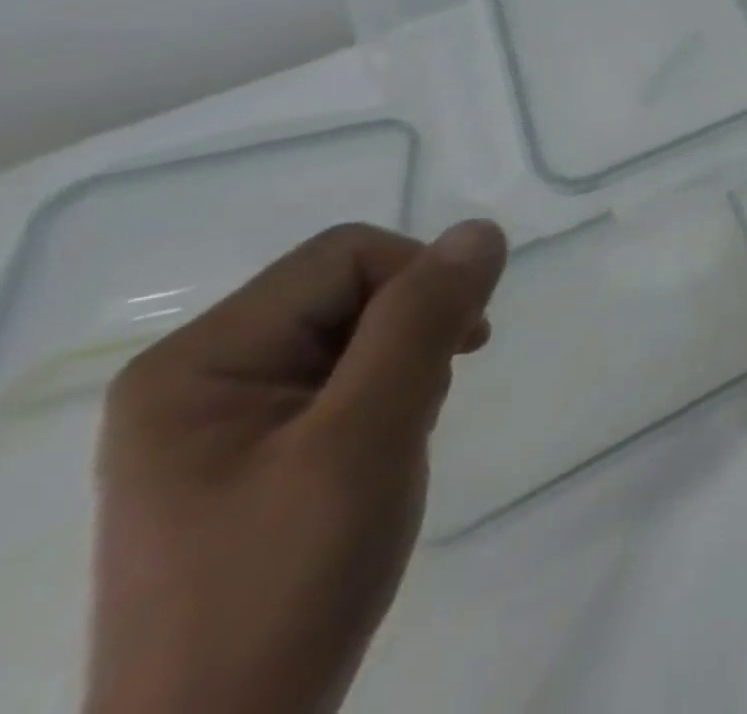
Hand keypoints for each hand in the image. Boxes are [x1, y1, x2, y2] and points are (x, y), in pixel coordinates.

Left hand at [86, 219, 507, 713]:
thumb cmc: (286, 580)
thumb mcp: (365, 437)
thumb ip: (422, 321)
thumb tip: (481, 231)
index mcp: (200, 360)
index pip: (346, 256)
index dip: (420, 281)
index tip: (465, 346)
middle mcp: (201, 375)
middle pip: (349, 290)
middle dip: (413, 330)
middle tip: (426, 403)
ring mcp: (223, 419)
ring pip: (357, 332)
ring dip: (407, 365)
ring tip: (402, 436)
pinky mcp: (253, 453)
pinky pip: (344, 380)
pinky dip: (389, 396)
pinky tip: (386, 450)